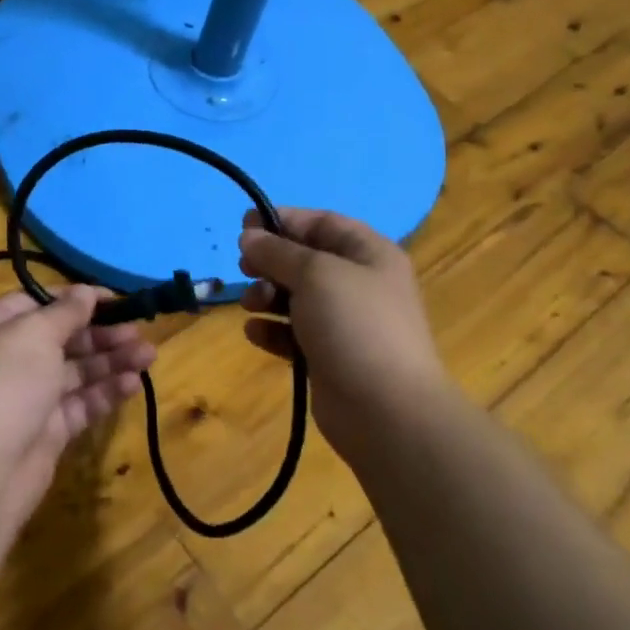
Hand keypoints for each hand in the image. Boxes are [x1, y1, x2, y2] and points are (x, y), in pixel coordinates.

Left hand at [0, 286, 154, 531]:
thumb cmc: (4, 383)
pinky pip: (81, 404)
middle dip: (101, 333)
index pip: (37, 303)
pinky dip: (106, 392)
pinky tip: (133, 384)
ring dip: (111, 361)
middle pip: (62, 338)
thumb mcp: (34, 334)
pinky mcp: (48, 431)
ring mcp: (29, 397)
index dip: (74, 299)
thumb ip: (65, 312)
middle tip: (138, 332)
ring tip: (149, 355)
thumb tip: (85, 291)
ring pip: (76, 372)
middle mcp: (9, 359)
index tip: (113, 298)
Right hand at [237, 208, 456, 468]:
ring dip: (267, 296)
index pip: (322, 223)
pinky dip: (273, 330)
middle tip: (244, 268)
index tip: (244, 226)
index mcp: (369, 254)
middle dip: (271, 261)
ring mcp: (345, 323)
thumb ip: (279, 252)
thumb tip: (249, 235)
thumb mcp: (315, 274)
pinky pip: (294, 333)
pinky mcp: (329, 356)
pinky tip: (254, 333)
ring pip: (296, 297)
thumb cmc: (355, 326)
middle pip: (306, 260)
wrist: (385, 410)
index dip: (283, 220)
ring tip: (250, 305)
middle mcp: (359, 283)